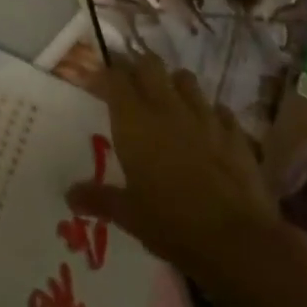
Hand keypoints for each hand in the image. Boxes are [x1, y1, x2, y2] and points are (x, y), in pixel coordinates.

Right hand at [66, 51, 295, 306]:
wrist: (237, 242)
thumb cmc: (171, 223)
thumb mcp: (128, 215)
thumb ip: (99, 198)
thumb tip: (69, 195)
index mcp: (134, 121)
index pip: (115, 76)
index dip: (105, 74)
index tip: (97, 82)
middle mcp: (167, 108)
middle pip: (150, 64)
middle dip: (138, 67)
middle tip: (131, 85)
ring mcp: (205, 117)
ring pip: (186, 79)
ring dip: (174, 84)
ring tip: (169, 102)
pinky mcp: (235, 133)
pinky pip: (220, 110)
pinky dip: (210, 114)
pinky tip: (208, 130)